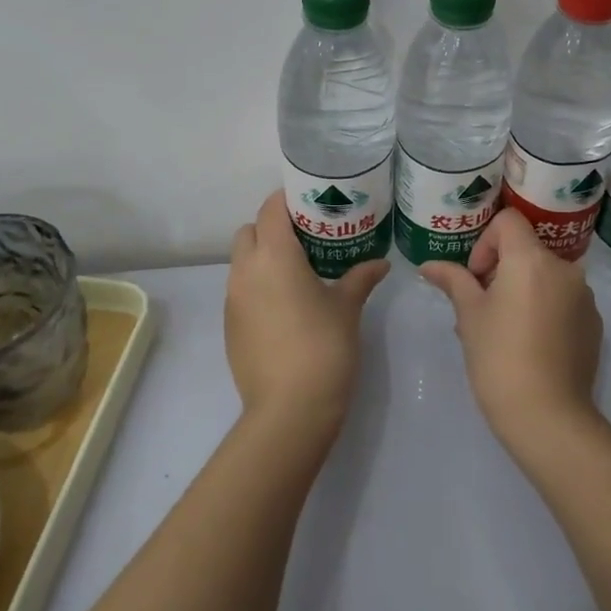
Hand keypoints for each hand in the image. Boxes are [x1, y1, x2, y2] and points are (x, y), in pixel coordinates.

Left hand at [225, 190, 389, 437]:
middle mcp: (245, 270)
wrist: (289, 410)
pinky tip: (286, 306)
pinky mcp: (229, 326)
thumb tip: (380, 262)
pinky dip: (258, 285)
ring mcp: (232, 300)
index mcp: (274, 255)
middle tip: (308, 238)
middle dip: (273, 227)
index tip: (313, 203)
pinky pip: (241, 290)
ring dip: (264, 257)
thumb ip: (361, 277)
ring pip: (242, 261)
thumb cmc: (323, 347)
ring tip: (298, 271)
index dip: (288, 200)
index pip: (271, 208)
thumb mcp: (347, 307)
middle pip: (250, 230)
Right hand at [419, 209, 602, 452]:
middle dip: (501, 270)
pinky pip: (563, 300)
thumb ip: (453, 281)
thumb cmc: (500, 358)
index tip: (476, 277)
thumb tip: (429, 265)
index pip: (508, 221)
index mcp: (532, 259)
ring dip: (523, 290)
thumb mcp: (469, 316)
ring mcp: (584, 296)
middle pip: (527, 249)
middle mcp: (565, 268)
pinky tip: (530, 345)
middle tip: (481, 307)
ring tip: (503, 329)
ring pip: (545, 277)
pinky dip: (544, 309)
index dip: (485, 242)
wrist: (549, 417)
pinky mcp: (594, 323)